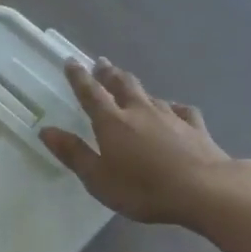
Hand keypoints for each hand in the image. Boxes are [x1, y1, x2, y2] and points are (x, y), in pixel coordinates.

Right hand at [39, 58, 232, 224]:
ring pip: (149, 95)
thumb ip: (73, 153)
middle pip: (122, 85)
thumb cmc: (143, 188)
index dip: (79, 78)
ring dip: (136, 87)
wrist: (204, 190)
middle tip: (101, 63)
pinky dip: (172, 107)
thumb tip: (46, 131)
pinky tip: (173, 109)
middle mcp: (140, 111)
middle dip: (109, 73)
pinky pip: (180, 110)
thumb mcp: (98, 178)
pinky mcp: (195, 127)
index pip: (91, 93)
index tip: (71, 61)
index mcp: (112, 122)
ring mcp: (171, 116)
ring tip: (129, 83)